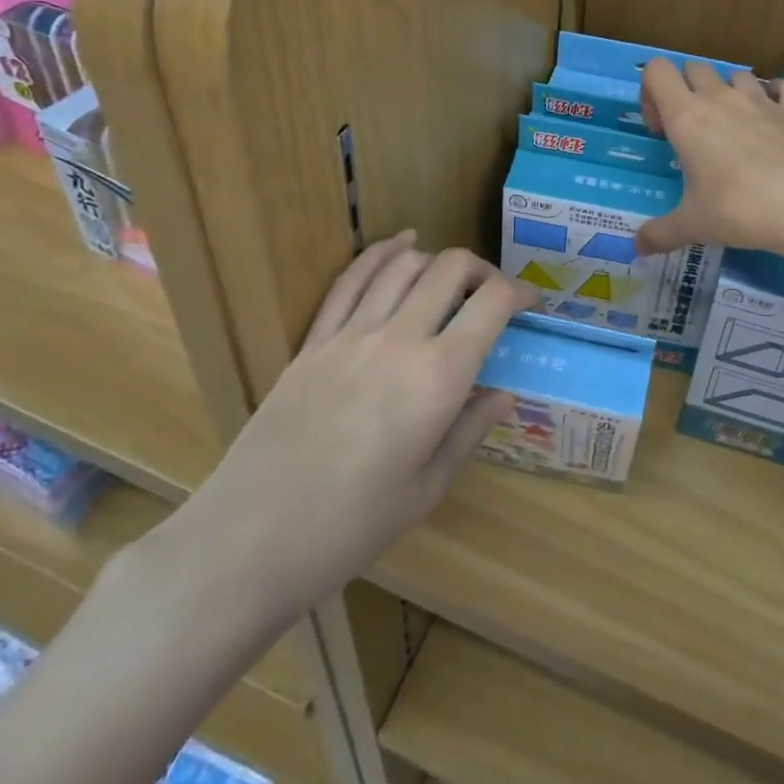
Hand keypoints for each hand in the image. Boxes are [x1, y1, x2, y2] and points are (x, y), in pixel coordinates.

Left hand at [166, 235, 535, 633]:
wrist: (252, 539)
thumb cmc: (352, 527)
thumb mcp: (427, 488)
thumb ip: (469, 429)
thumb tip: (504, 393)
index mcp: (439, 377)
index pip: (493, 303)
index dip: (521, 293)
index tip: (531, 303)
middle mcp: (400, 338)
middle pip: (451, 268)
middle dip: (482, 271)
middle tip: (491, 296)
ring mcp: (352, 333)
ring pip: (404, 264)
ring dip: (437, 260)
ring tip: (450, 280)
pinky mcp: (314, 339)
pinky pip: (351, 279)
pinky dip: (381, 253)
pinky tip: (400, 244)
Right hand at [634, 60, 783, 261]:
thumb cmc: (741, 210)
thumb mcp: (693, 225)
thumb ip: (659, 233)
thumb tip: (637, 247)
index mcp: (687, 116)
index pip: (657, 71)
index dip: (650, 93)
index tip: (661, 131)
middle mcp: (722, 98)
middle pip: (694, 69)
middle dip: (686, 91)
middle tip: (691, 133)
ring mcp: (762, 100)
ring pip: (736, 74)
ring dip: (728, 92)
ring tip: (732, 129)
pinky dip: (777, 94)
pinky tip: (775, 118)